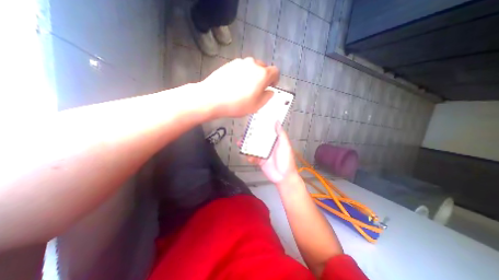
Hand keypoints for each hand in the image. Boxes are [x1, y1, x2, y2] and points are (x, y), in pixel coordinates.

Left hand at [199, 57, 278, 117]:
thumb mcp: (256, 106)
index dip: (275, 79)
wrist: (212, 98)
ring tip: (245, 87)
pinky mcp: (230, 64)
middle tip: (257, 89)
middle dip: (264, 77)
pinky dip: (242, 74)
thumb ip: (267, 97)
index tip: (271, 86)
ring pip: (252, 67)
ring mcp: (240, 62)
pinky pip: (241, 68)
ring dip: (253, 75)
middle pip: (263, 68)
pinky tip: (235, 84)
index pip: (275, 71)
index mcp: (262, 74)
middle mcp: (253, 64)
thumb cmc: (237, 104)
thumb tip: (270, 91)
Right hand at [245, 121, 297, 183]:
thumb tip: (277, 122)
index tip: (253, 121)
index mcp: (274, 140)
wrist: (284, 177)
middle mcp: (267, 145)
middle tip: (244, 133)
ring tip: (240, 144)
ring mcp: (263, 153)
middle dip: (249, 136)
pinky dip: (249, 156)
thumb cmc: (286, 160)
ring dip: (246, 145)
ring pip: (252, 147)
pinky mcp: (259, 160)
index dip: (260, 126)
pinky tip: (249, 157)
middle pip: (257, 138)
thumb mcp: (285, 145)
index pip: (266, 131)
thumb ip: (281, 134)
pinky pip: (252, 157)